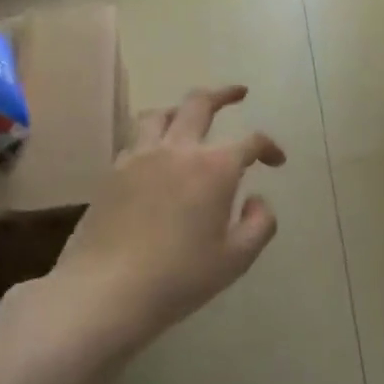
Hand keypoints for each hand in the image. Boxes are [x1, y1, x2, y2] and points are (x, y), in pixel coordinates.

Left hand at [47, 84, 284, 359]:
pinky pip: (136, 139)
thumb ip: (259, 224)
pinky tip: (157, 154)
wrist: (106, 290)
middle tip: (238, 94)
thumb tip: (257, 199)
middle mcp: (177, 150)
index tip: (276, 161)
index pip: (250, 142)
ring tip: (189, 116)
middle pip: (199, 104)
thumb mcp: (236, 258)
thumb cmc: (180, 277)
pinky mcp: (112, 173)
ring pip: (159, 113)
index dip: (269, 147)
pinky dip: (153, 135)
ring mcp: (139, 158)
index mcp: (214, 168)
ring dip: (181, 108)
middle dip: (224, 95)